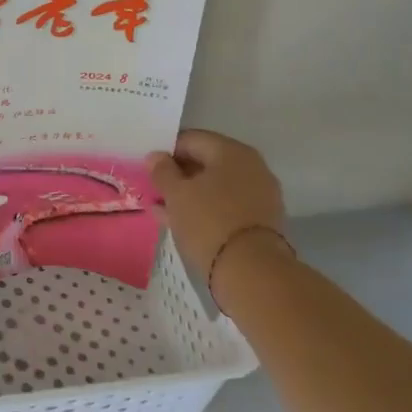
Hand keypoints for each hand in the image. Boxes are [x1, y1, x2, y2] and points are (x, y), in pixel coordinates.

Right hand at [147, 129, 285, 271]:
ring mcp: (260, 193)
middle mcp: (251, 166)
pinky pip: (227, 205)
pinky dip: (207, 209)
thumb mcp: (176, 194)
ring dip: (190, 194)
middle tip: (155, 189)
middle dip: (179, 175)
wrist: (252, 272)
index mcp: (231, 151)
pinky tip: (184, 222)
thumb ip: (162, 171)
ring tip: (164, 209)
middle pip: (206, 162)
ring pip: (216, 186)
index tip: (149, 169)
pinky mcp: (262, 219)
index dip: (166, 152)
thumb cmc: (209, 222)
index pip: (191, 139)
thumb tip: (156, 156)